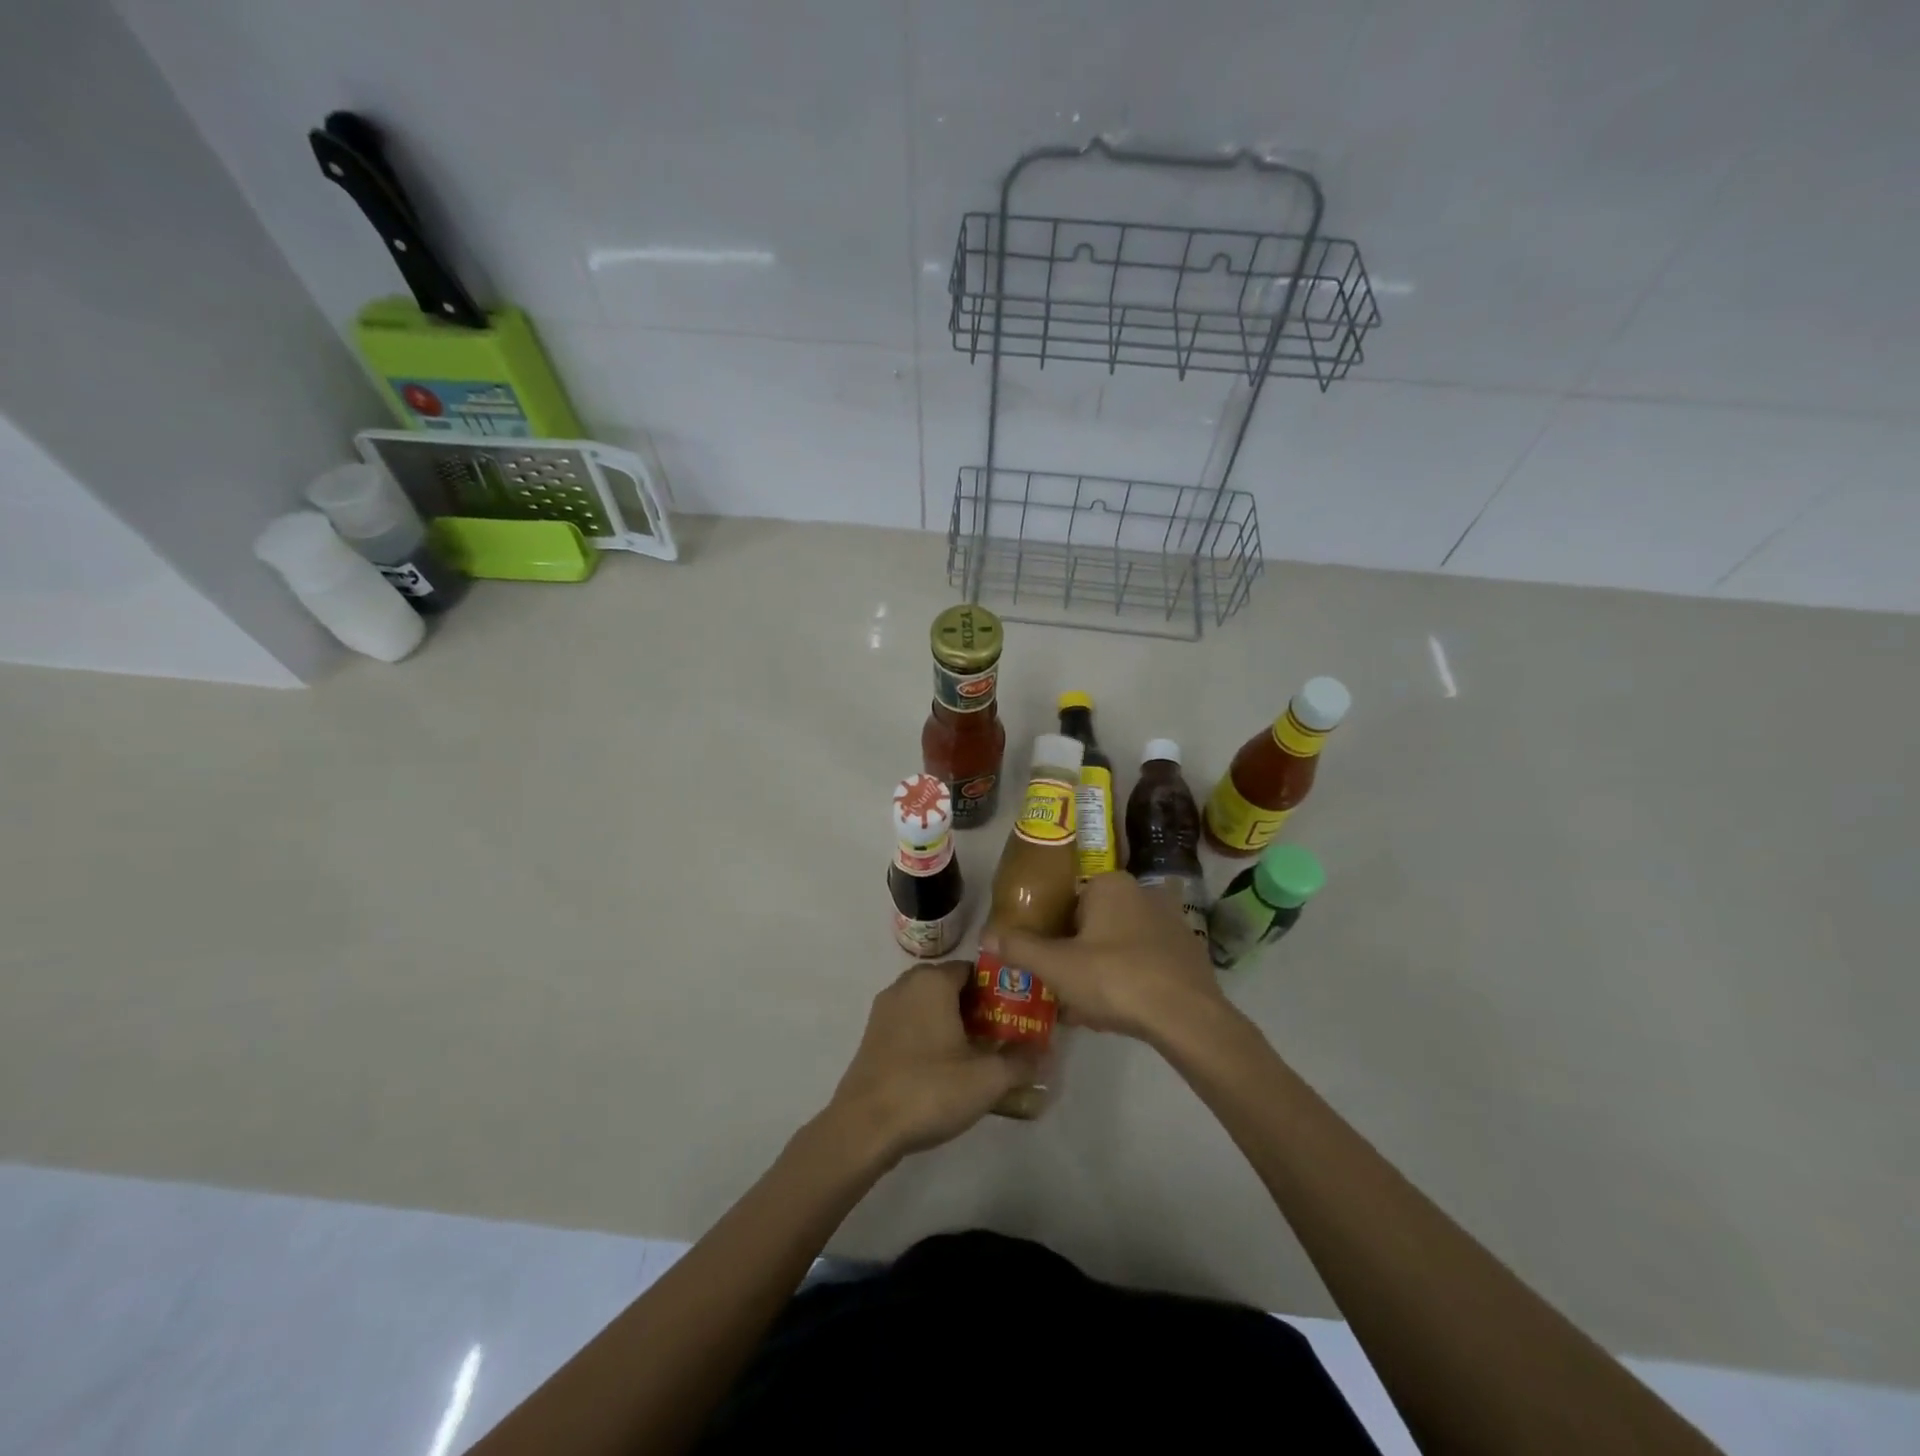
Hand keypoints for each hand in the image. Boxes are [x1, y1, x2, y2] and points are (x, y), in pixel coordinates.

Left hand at [824, 962, 1038, 1165]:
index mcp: (932, 981)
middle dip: (977, 1009)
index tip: (1016, 1016)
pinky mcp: (872, 1036)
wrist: (864, 1126)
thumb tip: (1043, 1052)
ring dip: (952, 1024)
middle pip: (951, 987)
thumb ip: (1020, 1061)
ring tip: (976, 1056)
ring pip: (929, 1006)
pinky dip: (929, 1036)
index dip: (997, 991)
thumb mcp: (987, 1079)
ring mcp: (885, 1010)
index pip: (973, 970)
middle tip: (1001, 1038)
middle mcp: (906, 985)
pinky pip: (911, 1024)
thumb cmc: (930, 1089)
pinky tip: (944, 1069)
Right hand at [984, 873, 1227, 1044]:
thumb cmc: (1115, 979)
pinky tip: (1120, 1011)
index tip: (1046, 964)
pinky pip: (1145, 961)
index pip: (1068, 901)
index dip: (1052, 934)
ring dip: (1101, 971)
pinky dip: (1130, 979)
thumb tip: (984, 935)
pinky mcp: (1188, 952)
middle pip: (1093, 924)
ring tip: (1088, 1008)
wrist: (1187, 1017)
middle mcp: (1142, 892)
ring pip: (1119, 945)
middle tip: (1063, 989)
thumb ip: (1019, 948)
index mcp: (1109, 884)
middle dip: (1076, 955)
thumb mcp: (1056, 966)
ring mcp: (1170, 922)